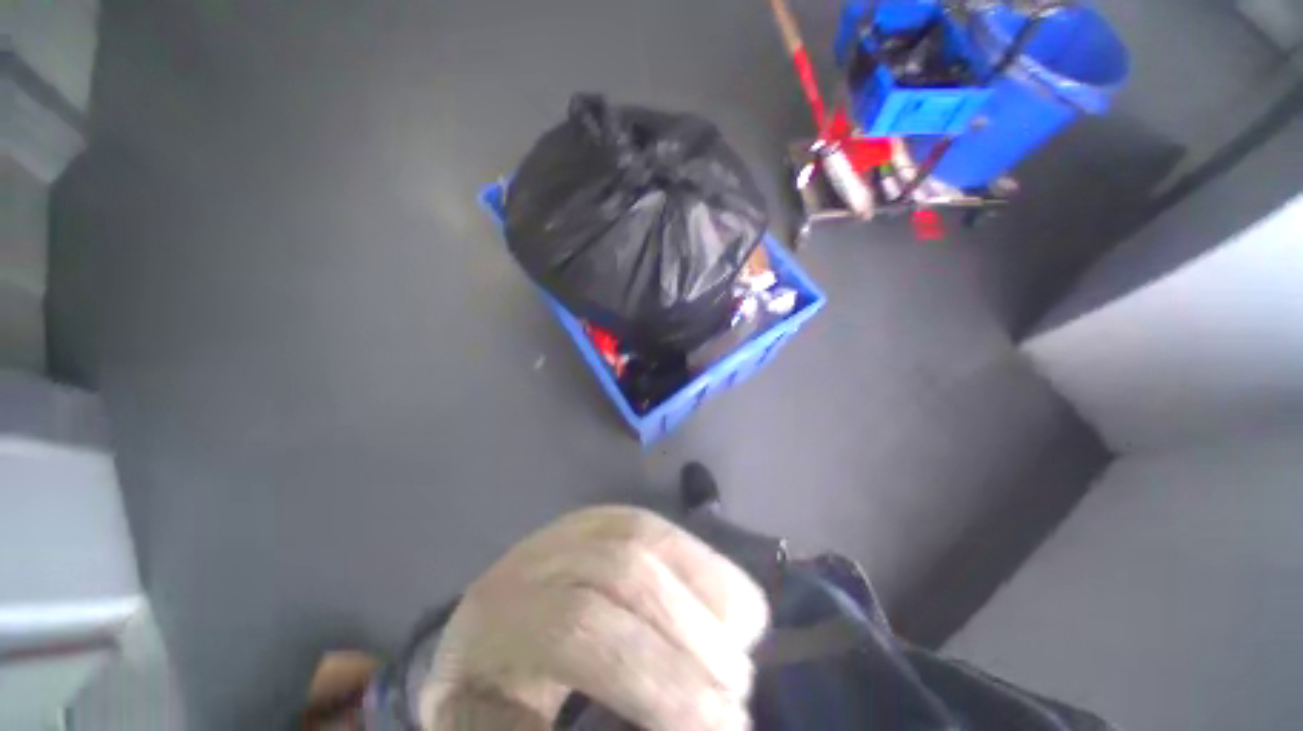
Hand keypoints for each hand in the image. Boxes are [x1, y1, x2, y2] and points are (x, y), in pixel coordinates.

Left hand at [419, 506, 769, 729]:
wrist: (482, 627)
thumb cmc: (490, 690)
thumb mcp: (500, 727)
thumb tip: (661, 723)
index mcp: (498, 616)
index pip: (582, 630)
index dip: (657, 677)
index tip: (719, 727)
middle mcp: (538, 555)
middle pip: (625, 572)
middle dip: (692, 634)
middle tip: (739, 692)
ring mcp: (574, 526)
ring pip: (648, 535)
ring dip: (707, 585)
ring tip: (745, 640)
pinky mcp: (604, 517)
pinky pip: (657, 525)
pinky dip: (699, 559)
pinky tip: (726, 597)